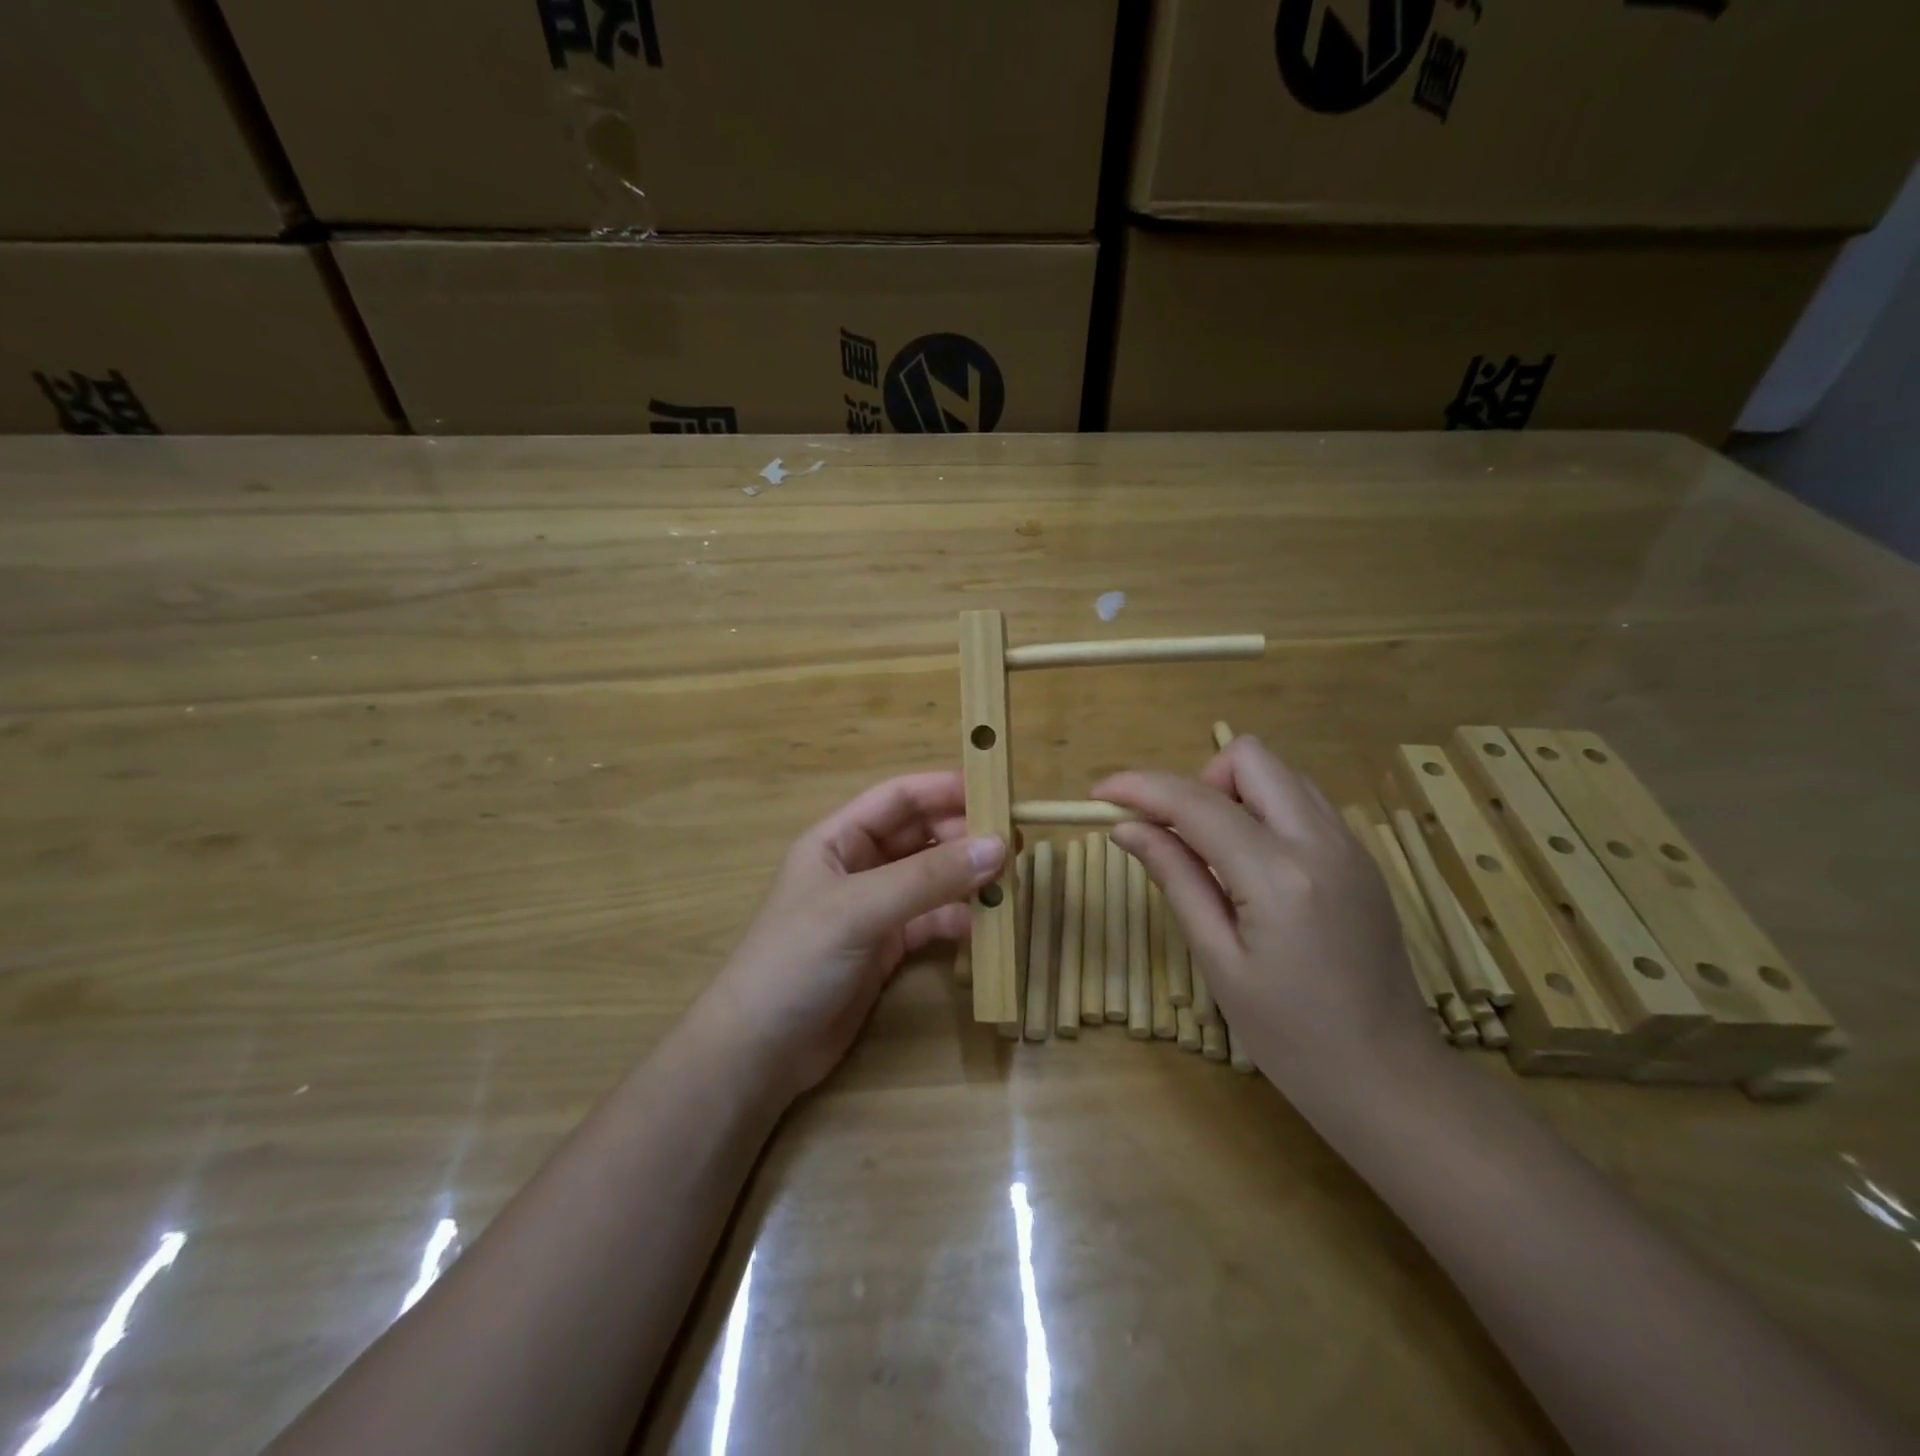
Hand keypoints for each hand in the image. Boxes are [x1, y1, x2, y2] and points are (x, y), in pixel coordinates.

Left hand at [702, 772, 1005, 1099]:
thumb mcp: (859, 909)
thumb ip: (928, 878)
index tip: (996, 792)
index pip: (899, 798)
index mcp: (838, 840)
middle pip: (921, 836)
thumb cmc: (796, 960)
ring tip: (1008, 883)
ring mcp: (875, 908)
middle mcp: (859, 866)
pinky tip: (981, 924)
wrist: (760, 1051)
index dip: (945, 790)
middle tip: (1014, 845)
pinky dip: (958, 918)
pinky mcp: (887, 947)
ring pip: (931, 879)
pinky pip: (932, 919)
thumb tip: (997, 846)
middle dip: (964, 836)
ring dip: (966, 878)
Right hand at [1095, 737, 1432, 1090]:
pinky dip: (1264, 811)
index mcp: (1278, 875)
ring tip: (1212, 852)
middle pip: (1248, 757)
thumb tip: (1127, 827)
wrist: (1390, 1079)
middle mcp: (1321, 841)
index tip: (1100, 795)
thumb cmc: (1290, 1036)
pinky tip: (1251, 865)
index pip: (1195, 802)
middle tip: (1177, 834)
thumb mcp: (1218, 960)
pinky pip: (1303, 801)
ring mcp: (1350, 845)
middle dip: (1198, 781)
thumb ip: (1176, 878)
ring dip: (1233, 793)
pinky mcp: (1361, 857)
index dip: (1139, 788)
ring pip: (1280, 772)